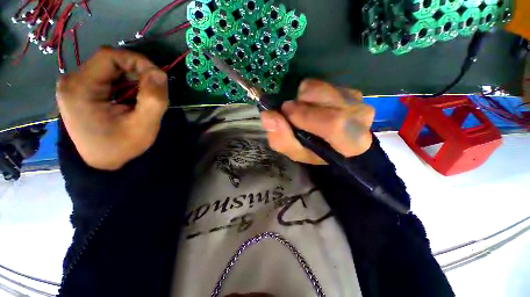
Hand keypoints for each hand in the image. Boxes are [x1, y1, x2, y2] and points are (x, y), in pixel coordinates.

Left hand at [56, 48, 168, 170]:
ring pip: (110, 68)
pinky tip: (132, 98)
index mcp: (79, 88)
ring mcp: (74, 85)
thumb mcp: (143, 127)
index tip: (158, 77)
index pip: (109, 56)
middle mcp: (71, 81)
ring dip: (132, 78)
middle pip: (109, 61)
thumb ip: (153, 99)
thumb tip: (160, 73)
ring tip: (144, 96)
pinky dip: (125, 83)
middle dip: (137, 71)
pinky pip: (107, 76)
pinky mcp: (81, 90)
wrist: (103, 163)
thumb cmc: (121, 147)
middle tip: (154, 89)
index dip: (137, 61)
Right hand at [261, 79, 373, 164]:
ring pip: (323, 88)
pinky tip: (311, 105)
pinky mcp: (348, 89)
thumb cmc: (313, 150)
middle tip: (290, 113)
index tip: (286, 112)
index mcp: (350, 143)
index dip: (307, 116)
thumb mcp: (295, 152)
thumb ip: (281, 138)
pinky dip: (309, 93)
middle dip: (301, 106)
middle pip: (328, 102)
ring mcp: (356, 100)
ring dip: (304, 99)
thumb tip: (268, 115)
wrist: (329, 142)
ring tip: (302, 111)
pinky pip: (322, 83)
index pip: (335, 124)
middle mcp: (360, 118)